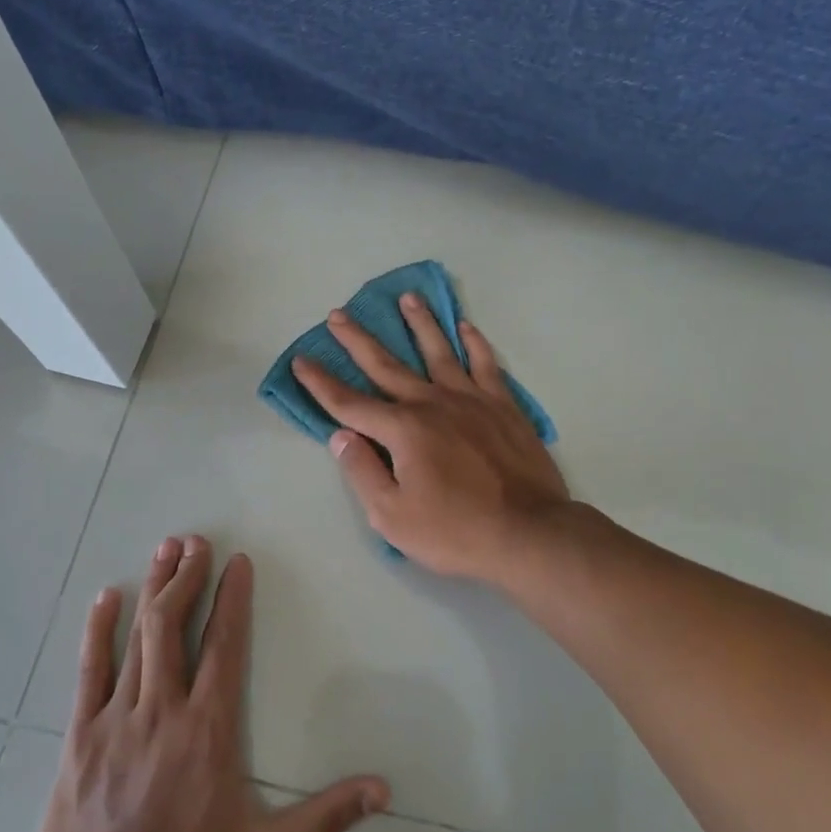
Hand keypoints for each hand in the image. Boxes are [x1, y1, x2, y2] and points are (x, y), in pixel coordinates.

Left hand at [36, 535, 389, 831]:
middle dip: (186, 577)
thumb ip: (326, 817)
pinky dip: (98, 631)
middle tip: (194, 540)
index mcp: (208, 729)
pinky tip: (106, 598)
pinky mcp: (80, 736)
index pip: (224, 645)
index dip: (231, 599)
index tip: (237, 562)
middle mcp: (163, 710)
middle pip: (174, 626)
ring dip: (152, 589)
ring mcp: (117, 719)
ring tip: (164, 550)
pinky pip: (89, 671)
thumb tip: (384, 789)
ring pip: (136, 638)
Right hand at [291, 293, 569, 581]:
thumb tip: (340, 435)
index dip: (321, 383)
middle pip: (387, 365)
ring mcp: (471, 400)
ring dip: (420, 324)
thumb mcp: (392, 516)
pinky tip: (465, 326)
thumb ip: (362, 471)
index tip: (301, 360)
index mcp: (403, 430)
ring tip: (407, 298)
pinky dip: (474, 342)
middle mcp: (432, 403)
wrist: (528, 532)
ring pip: (438, 351)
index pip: (350, 403)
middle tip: (338, 314)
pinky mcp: (503, 406)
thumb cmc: (455, 531)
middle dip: (358, 341)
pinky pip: (485, 363)